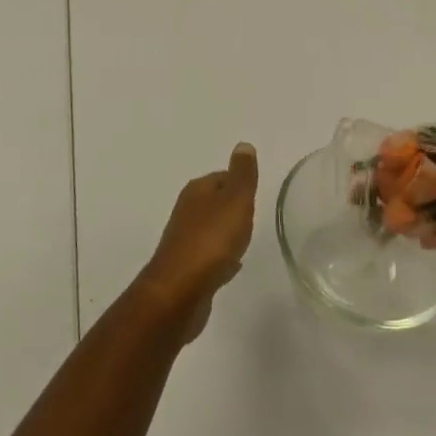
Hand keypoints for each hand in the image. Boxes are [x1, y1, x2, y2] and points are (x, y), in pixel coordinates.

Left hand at [137, 143, 259, 340]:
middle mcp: (187, 210)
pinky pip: (209, 254)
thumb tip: (243, 145)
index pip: (222, 177)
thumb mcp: (235, 201)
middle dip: (233, 207)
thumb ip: (242, 175)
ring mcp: (184, 239)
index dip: (240, 183)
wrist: (180, 291)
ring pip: (211, 228)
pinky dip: (221, 255)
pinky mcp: (186, 267)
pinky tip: (232, 266)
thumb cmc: (211, 241)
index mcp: (197, 190)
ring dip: (227, 232)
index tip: (256, 195)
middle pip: (215, 201)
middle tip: (254, 217)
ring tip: (245, 240)